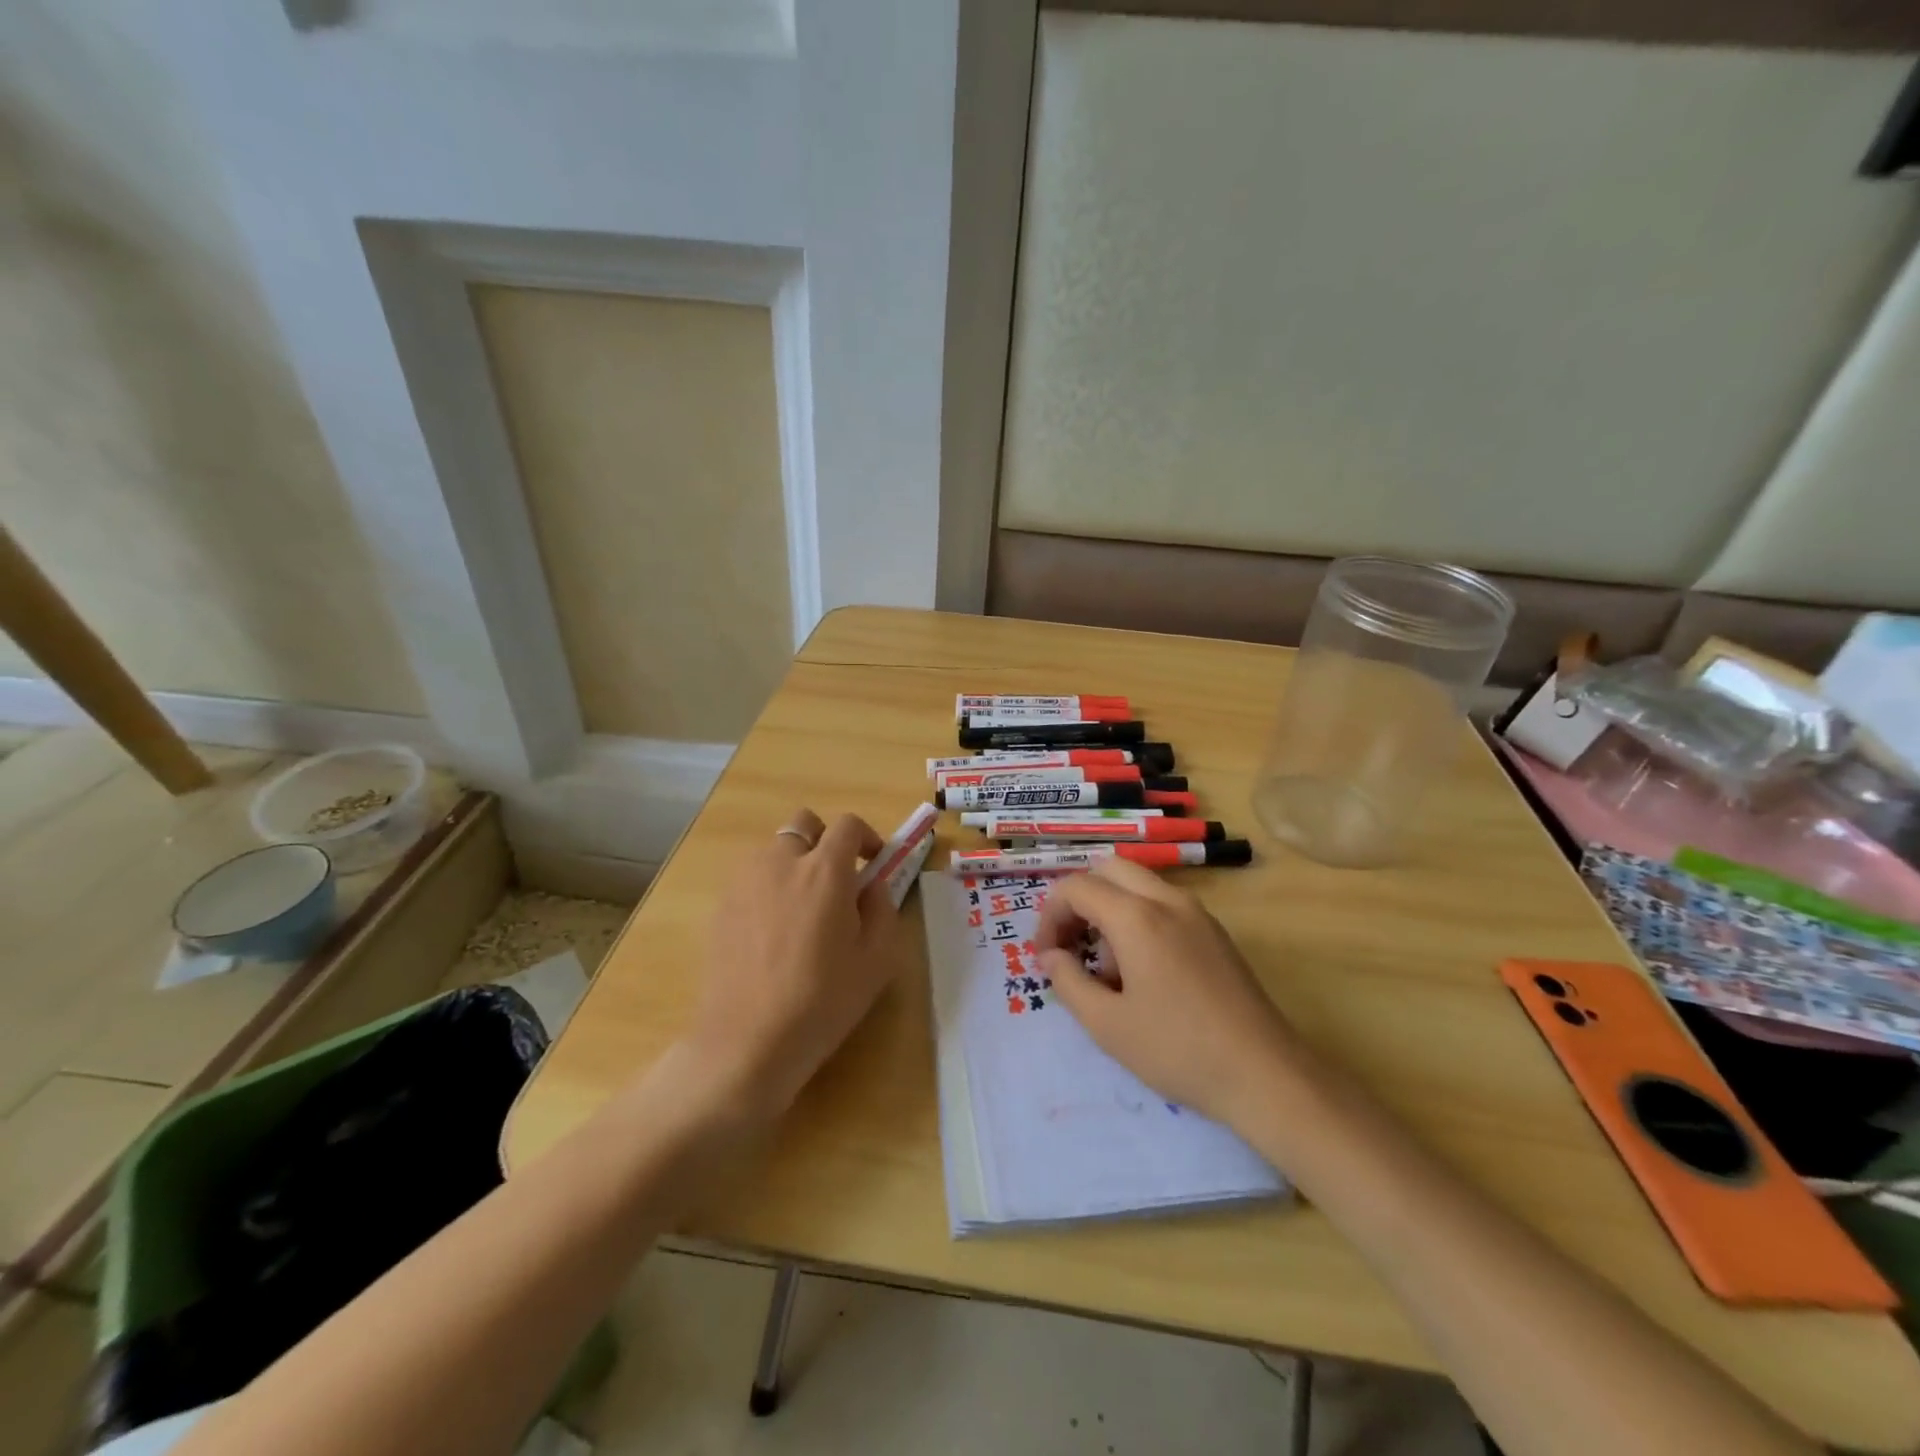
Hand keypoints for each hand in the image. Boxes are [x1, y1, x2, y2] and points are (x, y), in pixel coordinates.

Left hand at [683, 809, 905, 1121]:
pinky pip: (751, 879)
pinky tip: (773, 932)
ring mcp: (744, 882)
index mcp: (824, 871)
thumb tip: (870, 886)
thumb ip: (882, 909)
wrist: (748, 1042)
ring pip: (774, 851)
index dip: (867, 837)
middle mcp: (781, 862)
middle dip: (824, 840)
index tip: (873, 863)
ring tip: (803, 909)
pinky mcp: (721, 906)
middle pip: (804, 824)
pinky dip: (768, 888)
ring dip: (794, 863)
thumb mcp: (877, 960)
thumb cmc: (822, 1002)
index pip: (848, 825)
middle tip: (836, 879)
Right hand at [1036, 858, 1295, 1128]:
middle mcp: (1168, 901)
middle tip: (1070, 945)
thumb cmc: (1178, 1050)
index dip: (1050, 916)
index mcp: (1137, 917)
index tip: (1045, 956)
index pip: (1077, 887)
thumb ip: (1067, 982)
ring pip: (1139, 884)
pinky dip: (1139, 919)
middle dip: (1080, 900)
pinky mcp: (1216, 933)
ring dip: (1110, 909)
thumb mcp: (1107, 1025)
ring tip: (1108, 969)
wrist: (1265, 1075)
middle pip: (1109, 870)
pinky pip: (1164, 904)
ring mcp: (1197, 913)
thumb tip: (1050, 957)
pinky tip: (1144, 973)